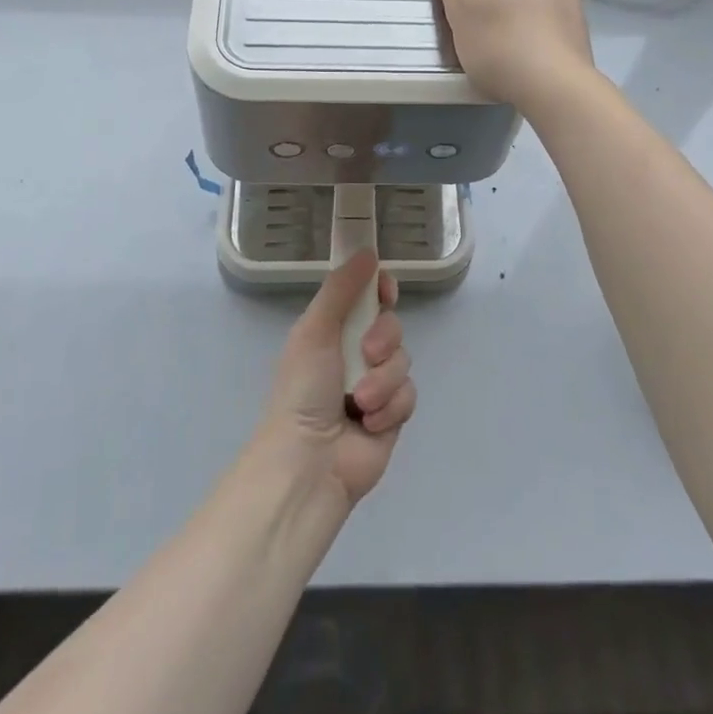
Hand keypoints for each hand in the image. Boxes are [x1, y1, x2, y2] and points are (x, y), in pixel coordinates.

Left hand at [259, 251, 414, 509]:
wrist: (310, 462)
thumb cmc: (303, 390)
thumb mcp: (315, 330)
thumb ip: (341, 289)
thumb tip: (368, 251)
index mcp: (333, 330)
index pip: (367, 297)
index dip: (380, 290)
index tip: (385, 291)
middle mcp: (355, 353)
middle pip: (392, 325)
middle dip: (384, 338)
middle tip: (367, 353)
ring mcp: (376, 384)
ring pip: (403, 360)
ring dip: (383, 380)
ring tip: (360, 400)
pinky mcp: (392, 414)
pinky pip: (409, 394)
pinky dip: (391, 406)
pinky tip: (371, 422)